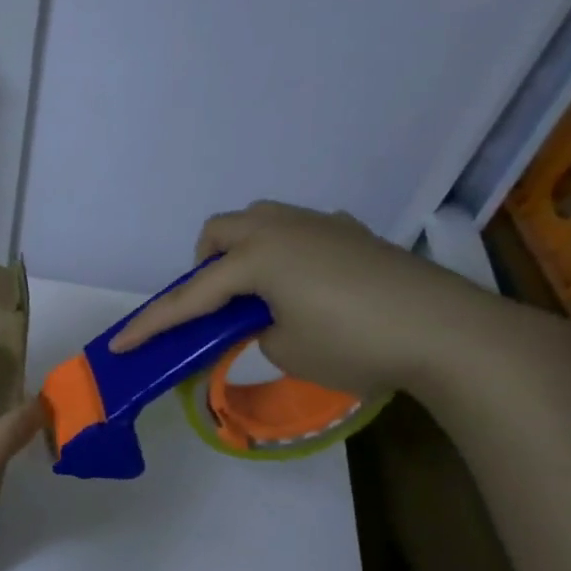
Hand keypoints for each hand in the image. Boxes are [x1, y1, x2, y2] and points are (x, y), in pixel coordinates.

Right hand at [108, 201, 528, 398]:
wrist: (451, 333)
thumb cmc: (355, 344)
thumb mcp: (285, 348)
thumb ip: (254, 328)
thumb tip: (262, 317)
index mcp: (258, 258)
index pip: (190, 297)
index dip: (152, 325)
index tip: (119, 346)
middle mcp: (284, 229)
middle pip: (221, 232)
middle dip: (203, 267)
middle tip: (213, 307)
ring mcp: (323, 227)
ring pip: (261, 221)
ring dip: (242, 253)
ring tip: (256, 295)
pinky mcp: (354, 236)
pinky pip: (299, 232)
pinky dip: (283, 255)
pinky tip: (305, 287)